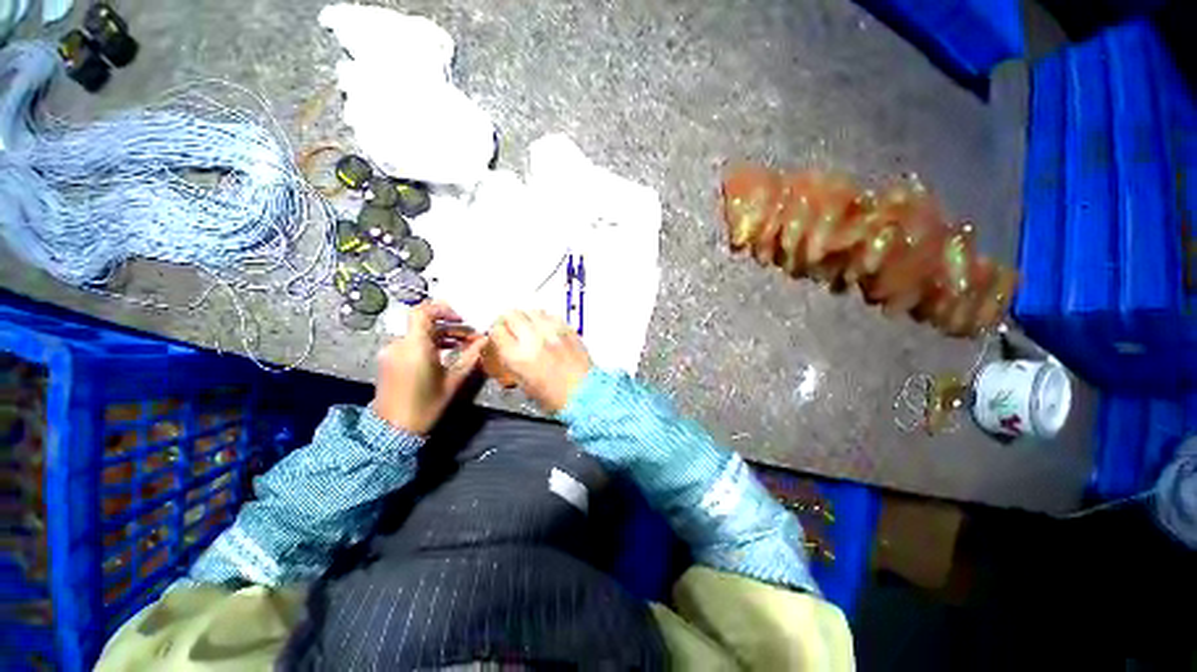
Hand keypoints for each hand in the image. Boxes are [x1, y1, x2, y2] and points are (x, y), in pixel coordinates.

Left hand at [373, 301, 485, 434]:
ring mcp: (392, 352)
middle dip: (450, 327)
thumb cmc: (427, 405)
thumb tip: (485, 339)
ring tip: (463, 345)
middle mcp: (399, 344)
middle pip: (425, 324)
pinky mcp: (390, 359)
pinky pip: (412, 343)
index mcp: (415, 347)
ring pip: (419, 334)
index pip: (422, 312)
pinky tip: (446, 354)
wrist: (393, 429)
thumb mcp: (454, 380)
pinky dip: (430, 344)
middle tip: (471, 337)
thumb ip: (471, 356)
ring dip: (442, 336)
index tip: (461, 319)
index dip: (442, 309)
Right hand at [489, 310, 592, 412]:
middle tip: (512, 328)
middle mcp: (533, 339)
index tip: (499, 336)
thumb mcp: (523, 383)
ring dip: (527, 318)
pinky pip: (551, 316)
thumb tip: (507, 348)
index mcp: (518, 356)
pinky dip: (546, 320)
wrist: (584, 394)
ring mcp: (553, 332)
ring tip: (530, 328)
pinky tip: (547, 331)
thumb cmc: (554, 397)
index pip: (497, 330)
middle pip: (512, 314)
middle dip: (509, 321)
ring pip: (532, 311)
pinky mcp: (568, 329)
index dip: (496, 333)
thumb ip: (511, 362)